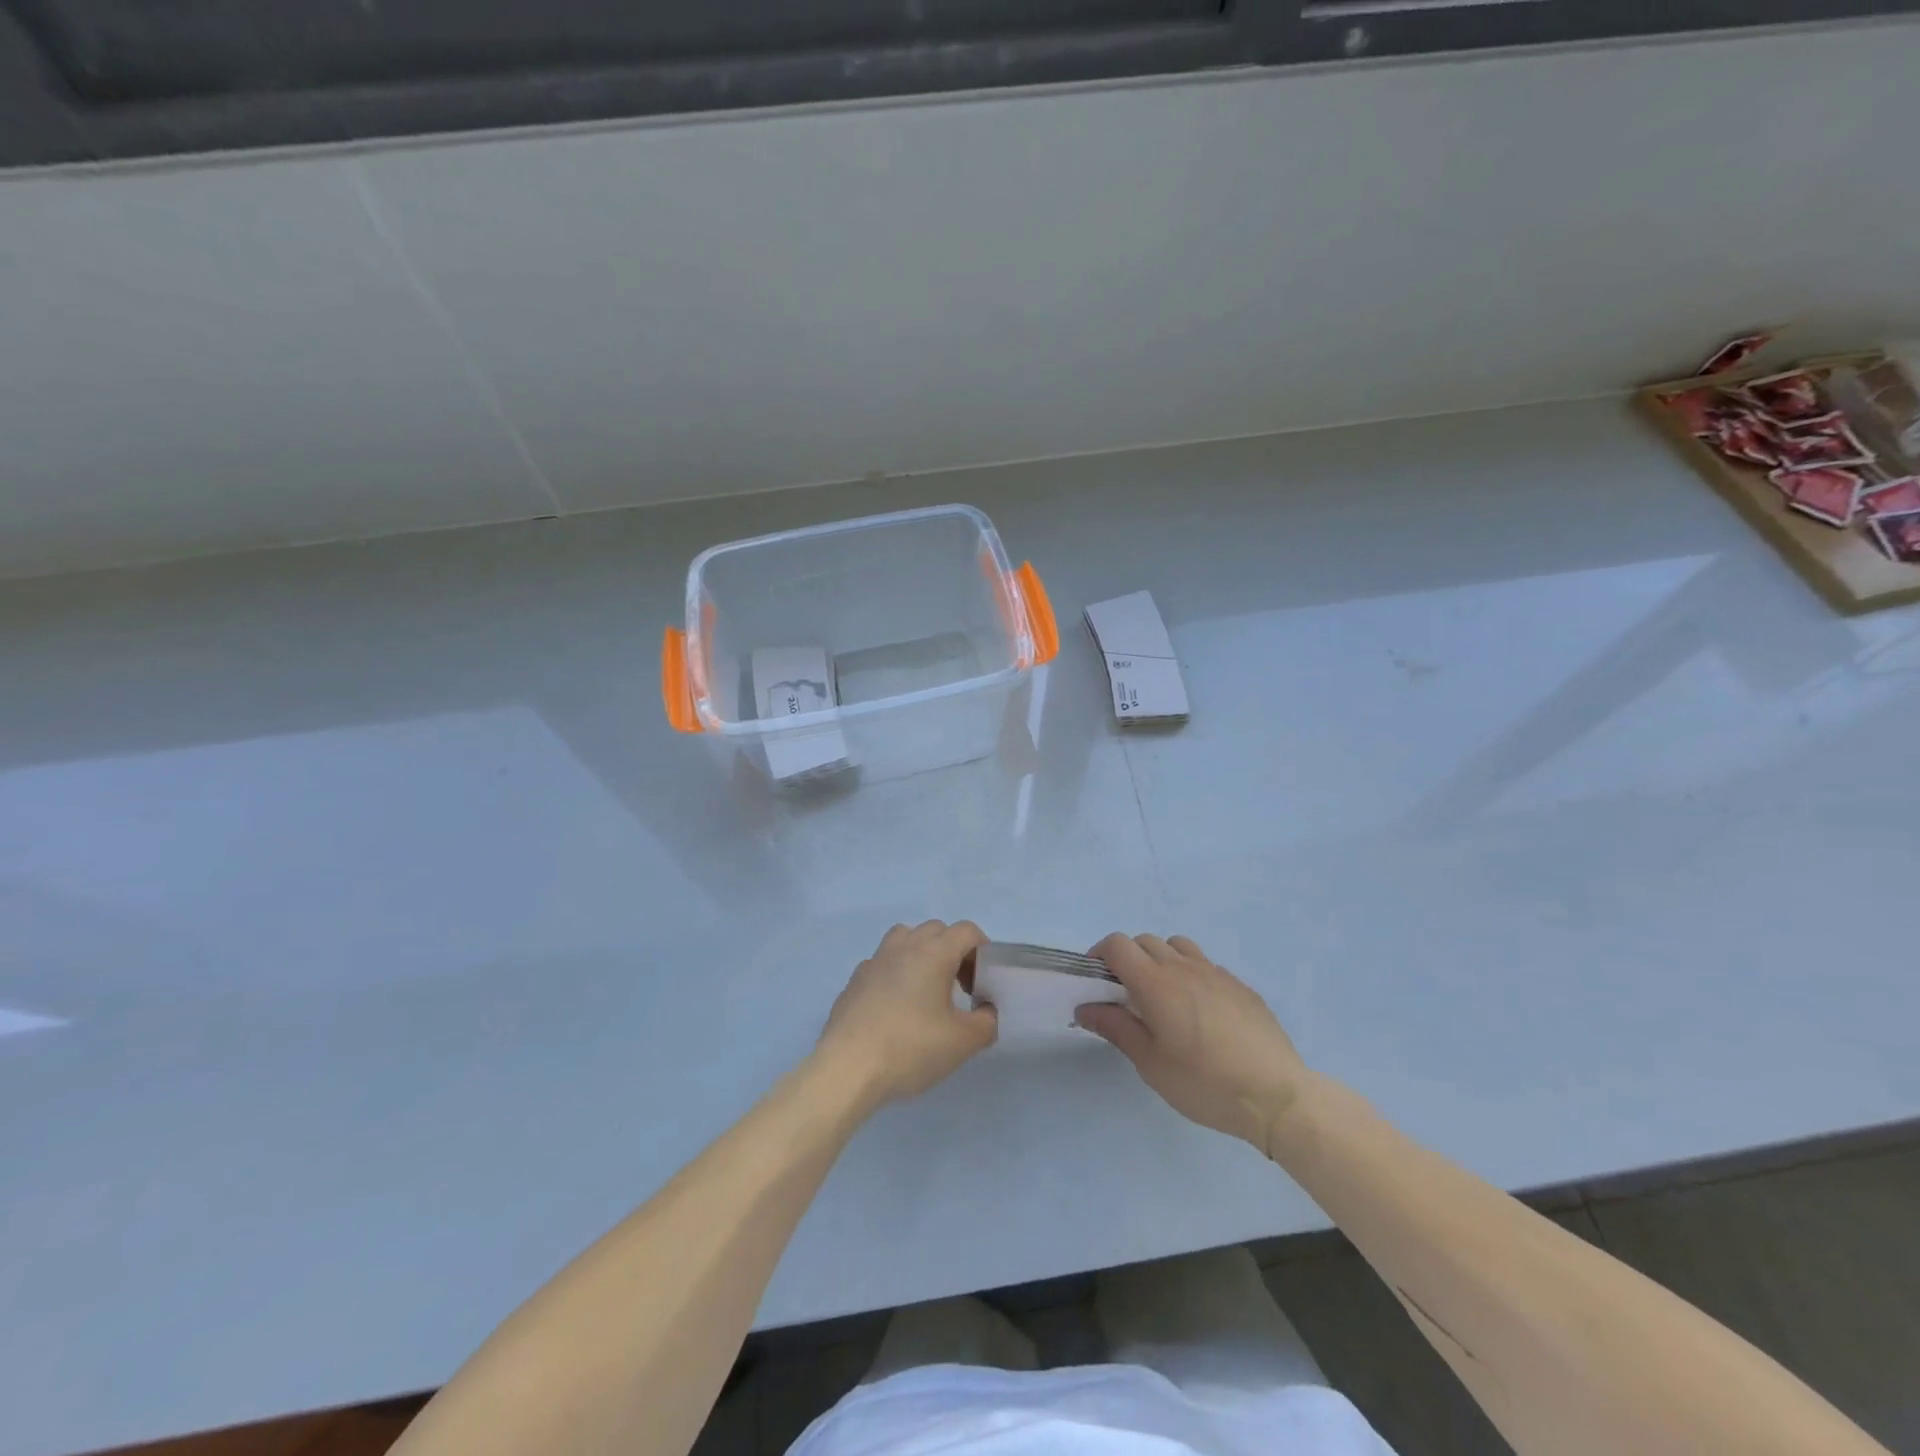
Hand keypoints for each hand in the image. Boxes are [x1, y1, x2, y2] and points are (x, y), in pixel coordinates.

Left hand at [815, 921, 996, 1109]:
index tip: (982, 980)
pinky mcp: (854, 981)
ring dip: (921, 953)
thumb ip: (986, 1023)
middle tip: (960, 987)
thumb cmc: (911, 1048)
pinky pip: (882, 963)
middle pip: (936, 930)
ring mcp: (874, 961)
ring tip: (926, 989)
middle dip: (953, 950)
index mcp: (933, 953)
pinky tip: (896, 1007)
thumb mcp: (962, 1042)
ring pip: (904, 938)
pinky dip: (895, 973)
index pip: (966, 931)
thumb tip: (987, 1012)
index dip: (981, 950)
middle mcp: (903, 947)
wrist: (848, 1068)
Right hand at [1075, 934, 1308, 1156]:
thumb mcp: (1150, 1063)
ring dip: (1160, 959)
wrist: (1276, 1096)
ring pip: (1177, 946)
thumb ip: (1116, 1028)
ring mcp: (1215, 973)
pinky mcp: (1240, 986)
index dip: (1100, 955)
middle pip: (1144, 941)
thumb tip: (1084, 1008)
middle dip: (1127, 959)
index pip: (1117, 944)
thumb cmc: (1204, 1083)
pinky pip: (1205, 965)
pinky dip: (1190, 974)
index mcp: (1155, 982)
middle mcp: (1183, 966)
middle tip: (1126, 995)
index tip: (1096, 982)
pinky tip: (1200, 1011)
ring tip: (1163, 996)